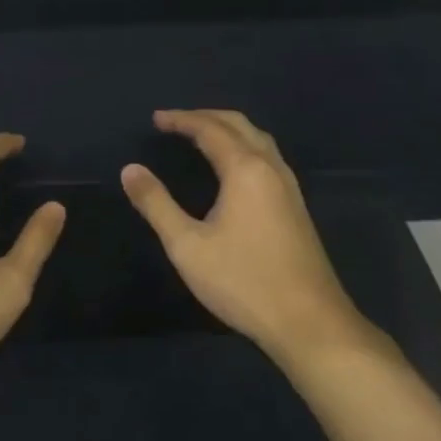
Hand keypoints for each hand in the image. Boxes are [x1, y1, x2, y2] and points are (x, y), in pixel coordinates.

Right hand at [121, 109, 378, 367]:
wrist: (310, 324)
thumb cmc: (244, 282)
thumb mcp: (187, 246)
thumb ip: (156, 204)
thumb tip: (130, 169)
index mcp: (245, 170)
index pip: (210, 129)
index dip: (181, 120)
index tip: (155, 119)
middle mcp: (271, 168)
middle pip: (239, 125)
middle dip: (205, 117)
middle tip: (175, 121)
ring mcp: (289, 187)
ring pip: (258, 139)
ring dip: (228, 129)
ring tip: (200, 135)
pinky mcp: (296, 207)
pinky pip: (267, 157)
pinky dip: (243, 146)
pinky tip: (233, 167)